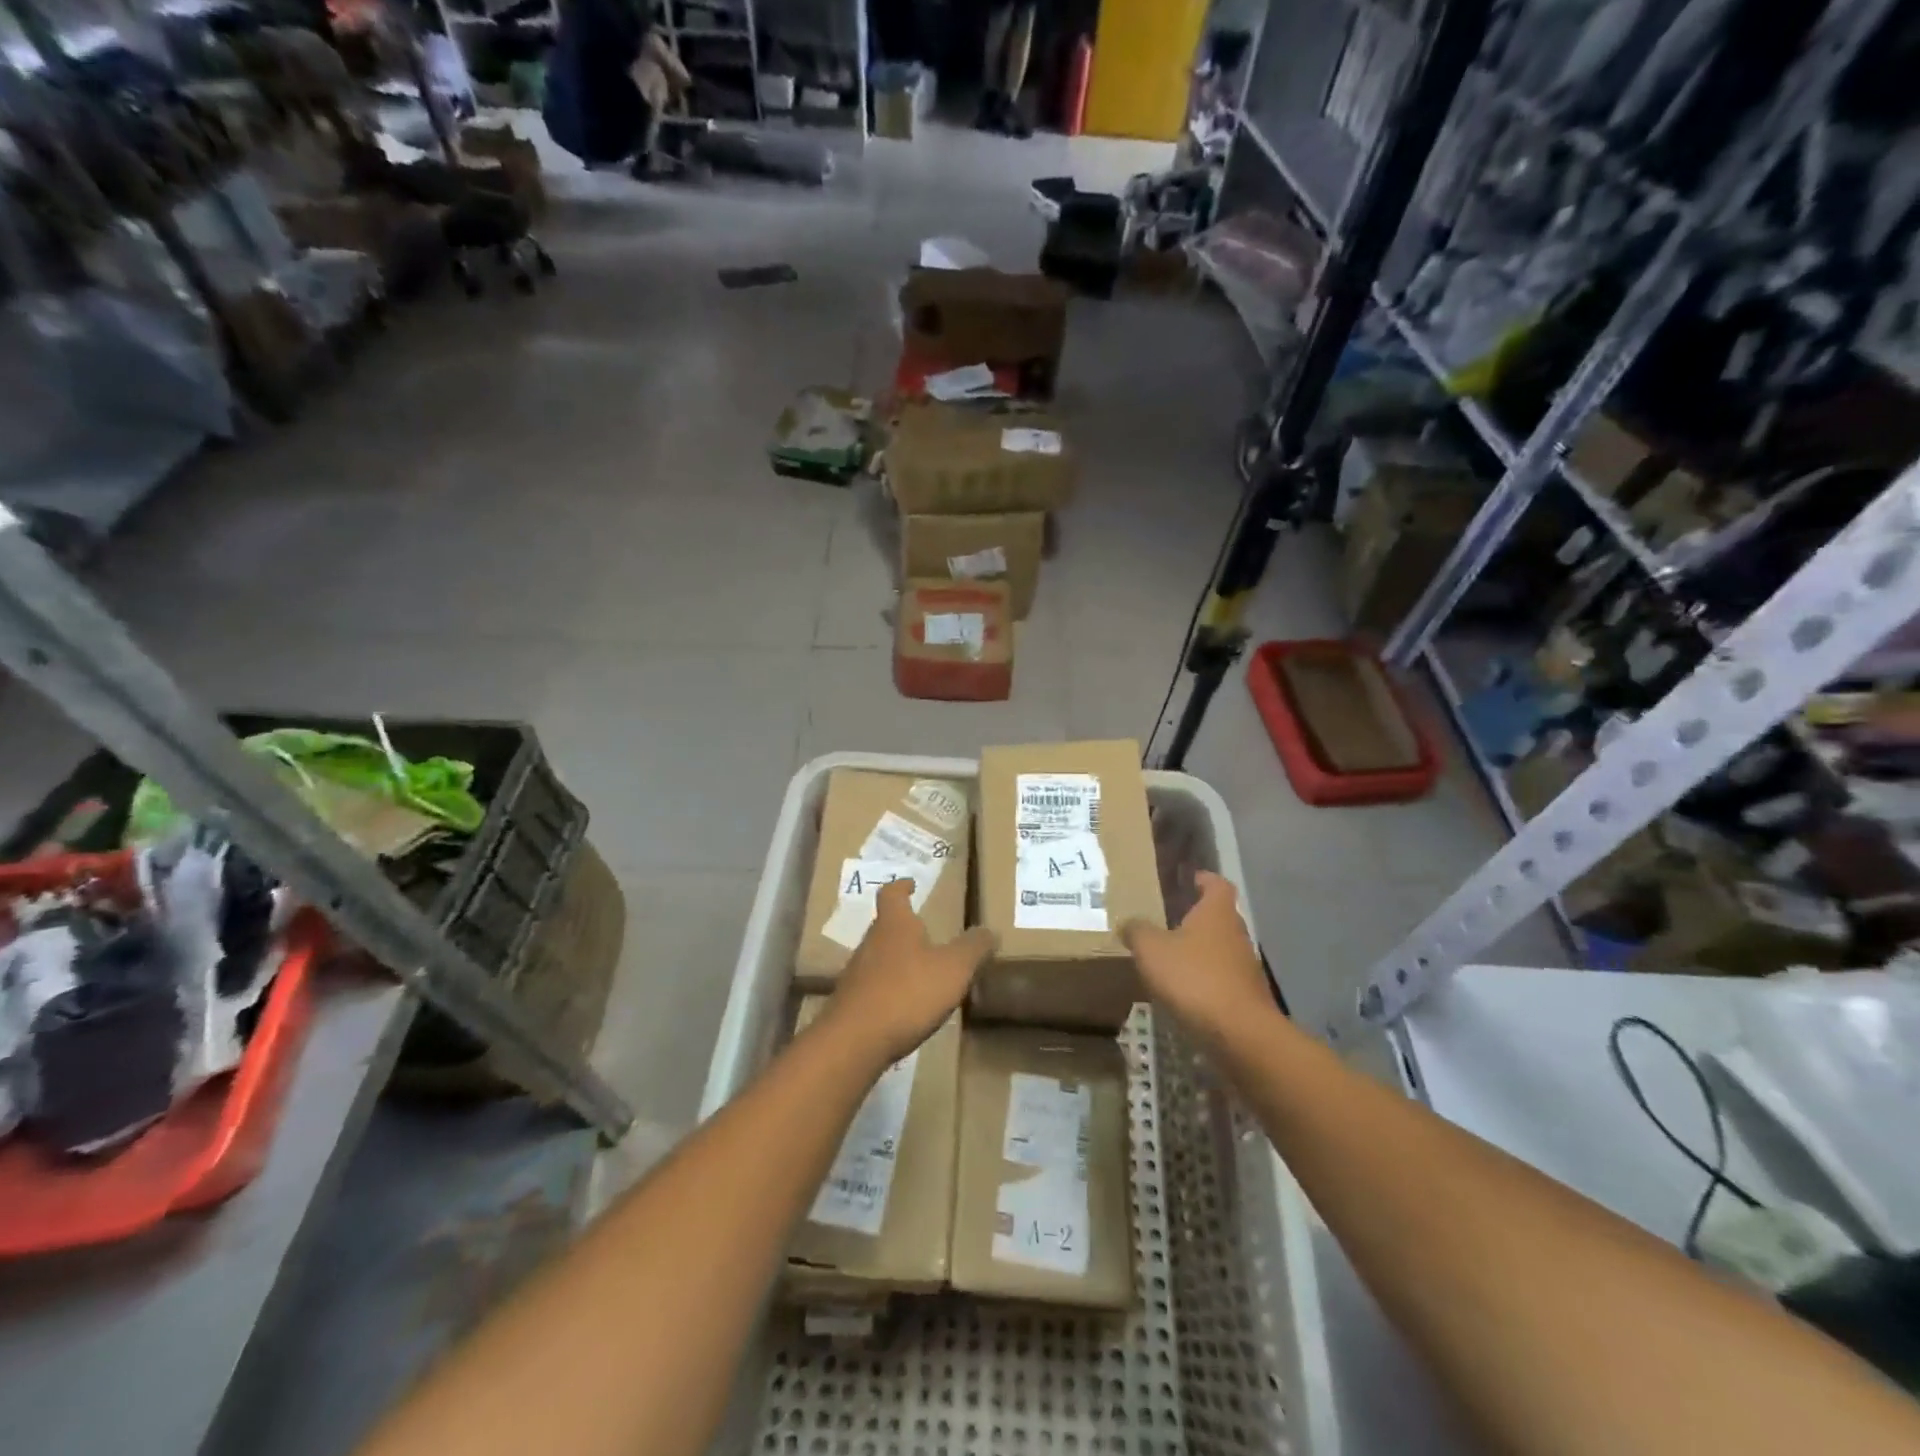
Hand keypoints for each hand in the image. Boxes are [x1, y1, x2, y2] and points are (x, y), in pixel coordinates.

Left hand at [825, 880, 996, 1066]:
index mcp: (894, 924)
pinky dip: (889, 990)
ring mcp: (856, 974)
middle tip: (925, 932)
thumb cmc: (907, 992)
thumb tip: (990, 930)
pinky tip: (905, 1007)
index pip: (892, 893)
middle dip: (904, 927)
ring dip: (897, 960)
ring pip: (878, 958)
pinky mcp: (851, 1004)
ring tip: (921, 971)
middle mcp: (870, 942)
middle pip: (884, 926)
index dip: (902, 886)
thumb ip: (973, 948)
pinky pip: (873, 988)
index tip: (911, 884)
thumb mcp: (953, 969)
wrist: (854, 1041)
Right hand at [1122, 871, 1272, 1046]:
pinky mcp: (1246, 997)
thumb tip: (1128, 922)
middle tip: (1169, 919)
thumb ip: (1137, 931)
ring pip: (1220, 949)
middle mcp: (1236, 933)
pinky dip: (1205, 980)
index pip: (1217, 884)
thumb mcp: (1152, 950)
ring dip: (1200, 951)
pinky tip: (1184, 991)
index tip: (1190, 879)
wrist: (1240, 1033)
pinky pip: (1222, 979)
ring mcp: (1245, 967)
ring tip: (1172, 958)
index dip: (1204, 879)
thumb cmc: (1194, 977)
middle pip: (1220, 917)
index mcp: (1217, 912)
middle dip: (1197, 917)